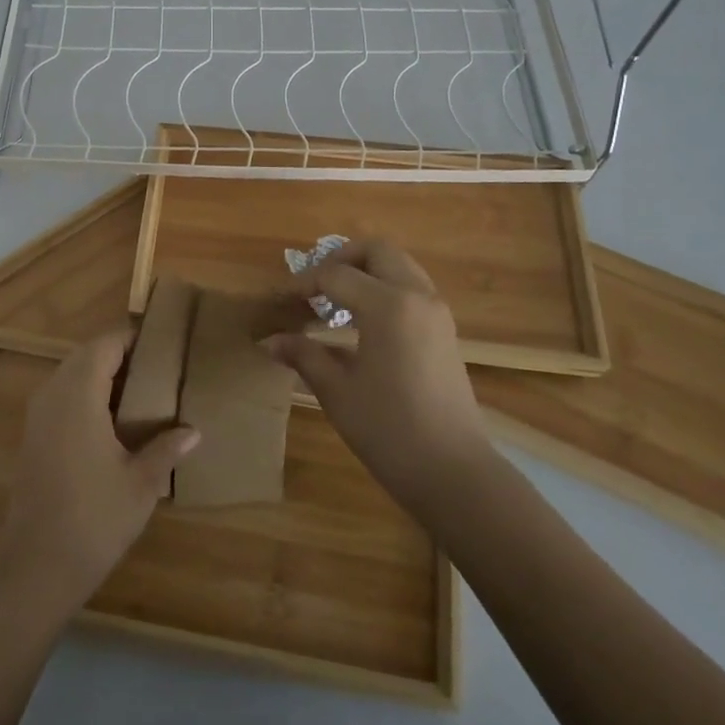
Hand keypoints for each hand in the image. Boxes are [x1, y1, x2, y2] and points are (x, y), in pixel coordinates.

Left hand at [0, 331, 199, 615]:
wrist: (34, 567)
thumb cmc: (93, 519)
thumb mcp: (141, 484)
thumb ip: (166, 449)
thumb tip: (193, 432)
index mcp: (79, 393)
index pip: (106, 344)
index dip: (133, 338)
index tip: (164, 343)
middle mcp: (53, 393)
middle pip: (87, 355)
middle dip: (120, 355)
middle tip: (158, 368)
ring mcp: (38, 415)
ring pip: (72, 375)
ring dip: (102, 376)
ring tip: (142, 393)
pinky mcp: (33, 437)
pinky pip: (62, 397)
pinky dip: (87, 396)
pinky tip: (113, 423)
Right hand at [264, 240, 493, 511]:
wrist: (454, 473)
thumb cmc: (389, 431)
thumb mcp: (337, 392)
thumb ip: (304, 355)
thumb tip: (270, 340)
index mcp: (388, 306)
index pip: (336, 276)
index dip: (303, 284)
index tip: (280, 300)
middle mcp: (417, 296)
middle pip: (376, 251)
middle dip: (340, 259)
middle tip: (313, 286)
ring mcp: (436, 311)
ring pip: (398, 265)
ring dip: (364, 271)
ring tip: (334, 301)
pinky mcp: (444, 330)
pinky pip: (411, 287)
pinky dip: (383, 288)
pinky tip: (360, 321)